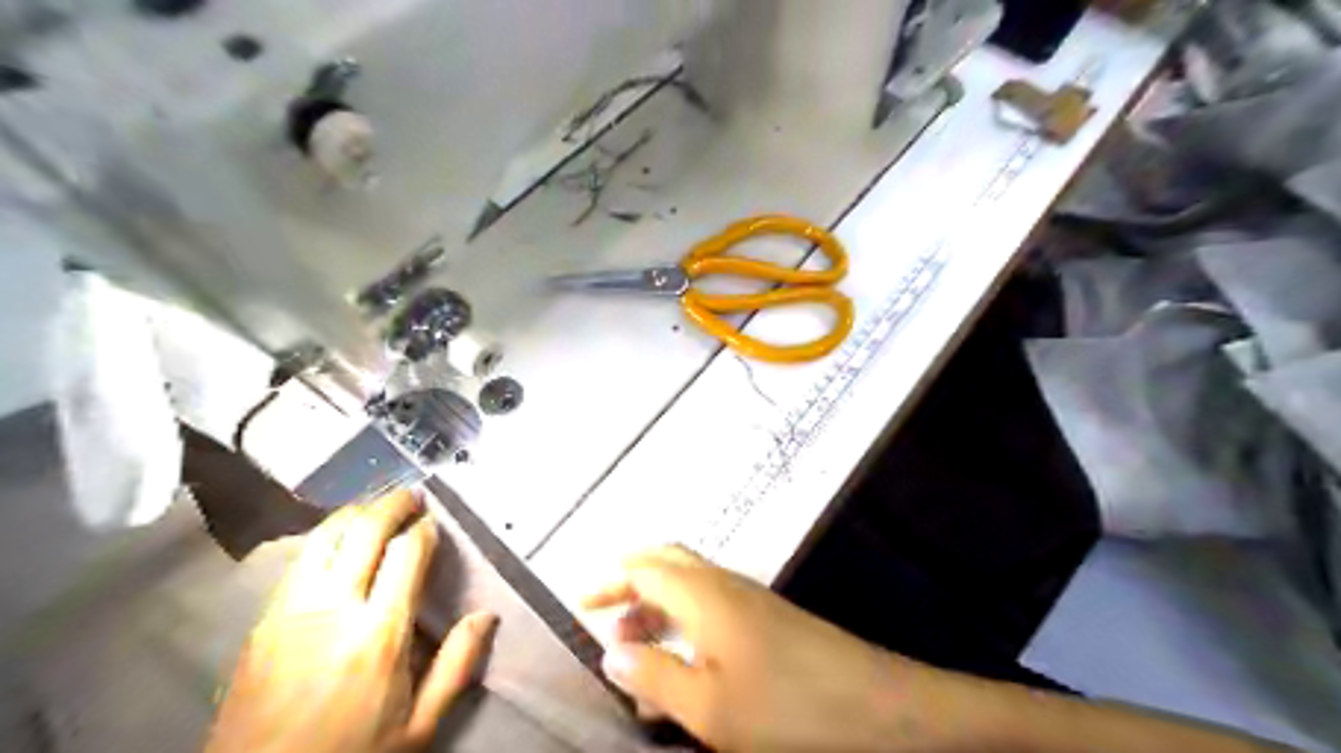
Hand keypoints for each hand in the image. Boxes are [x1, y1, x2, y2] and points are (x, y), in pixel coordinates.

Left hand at [205, 490, 500, 748]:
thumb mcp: (417, 727)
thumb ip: (456, 667)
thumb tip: (486, 616)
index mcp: (378, 635)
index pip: (406, 554)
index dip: (424, 529)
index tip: (434, 522)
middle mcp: (333, 610)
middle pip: (363, 532)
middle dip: (391, 504)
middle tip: (410, 495)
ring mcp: (289, 612)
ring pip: (323, 538)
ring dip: (353, 513)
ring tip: (374, 507)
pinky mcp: (261, 622)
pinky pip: (297, 562)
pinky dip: (323, 538)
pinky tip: (336, 541)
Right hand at [583, 547, 1292, 751]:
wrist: (881, 707)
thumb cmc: (790, 710)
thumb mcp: (708, 707)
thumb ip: (654, 677)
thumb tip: (611, 652)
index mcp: (704, 595)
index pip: (645, 566)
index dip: (610, 580)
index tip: (582, 601)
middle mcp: (724, 583)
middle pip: (667, 563)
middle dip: (632, 584)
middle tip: (605, 616)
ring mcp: (750, 598)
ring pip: (689, 587)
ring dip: (657, 609)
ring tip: (633, 651)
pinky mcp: (769, 618)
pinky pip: (713, 609)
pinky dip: (685, 627)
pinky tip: (682, 668)